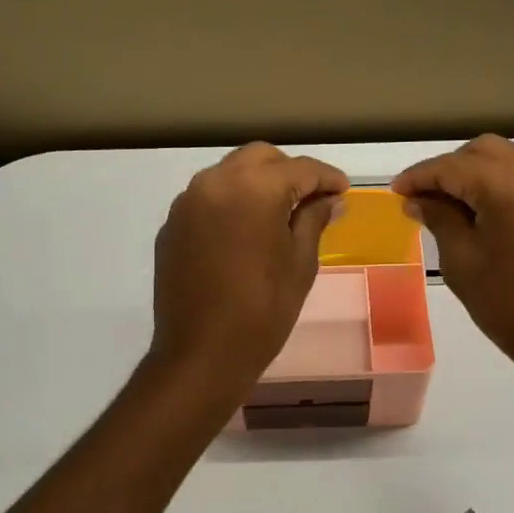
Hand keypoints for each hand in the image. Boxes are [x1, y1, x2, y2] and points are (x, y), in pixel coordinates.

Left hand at [150, 143, 348, 389]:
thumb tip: (329, 200)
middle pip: (260, 158)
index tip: (343, 191)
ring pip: (229, 174)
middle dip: (289, 172)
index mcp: (253, 189)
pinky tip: (244, 232)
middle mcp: (214, 182)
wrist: (201, 354)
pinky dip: (230, 203)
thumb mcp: (300, 264)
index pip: (299, 168)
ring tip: (279, 214)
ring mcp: (187, 203)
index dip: (326, 177)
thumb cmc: (262, 311)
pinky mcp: (171, 226)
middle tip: (311, 198)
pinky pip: (207, 199)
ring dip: (257, 183)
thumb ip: (313, 220)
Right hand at [392, 135, 513, 382]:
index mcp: (508, 184)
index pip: (452, 166)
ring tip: (445, 204)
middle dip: (447, 168)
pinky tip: (477, 210)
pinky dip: (496, 182)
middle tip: (419, 197)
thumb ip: (439, 218)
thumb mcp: (462, 261)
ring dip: (472, 173)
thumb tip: (418, 199)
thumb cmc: (509, 304)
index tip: (394, 191)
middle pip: (482, 151)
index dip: (419, 176)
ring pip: (505, 159)